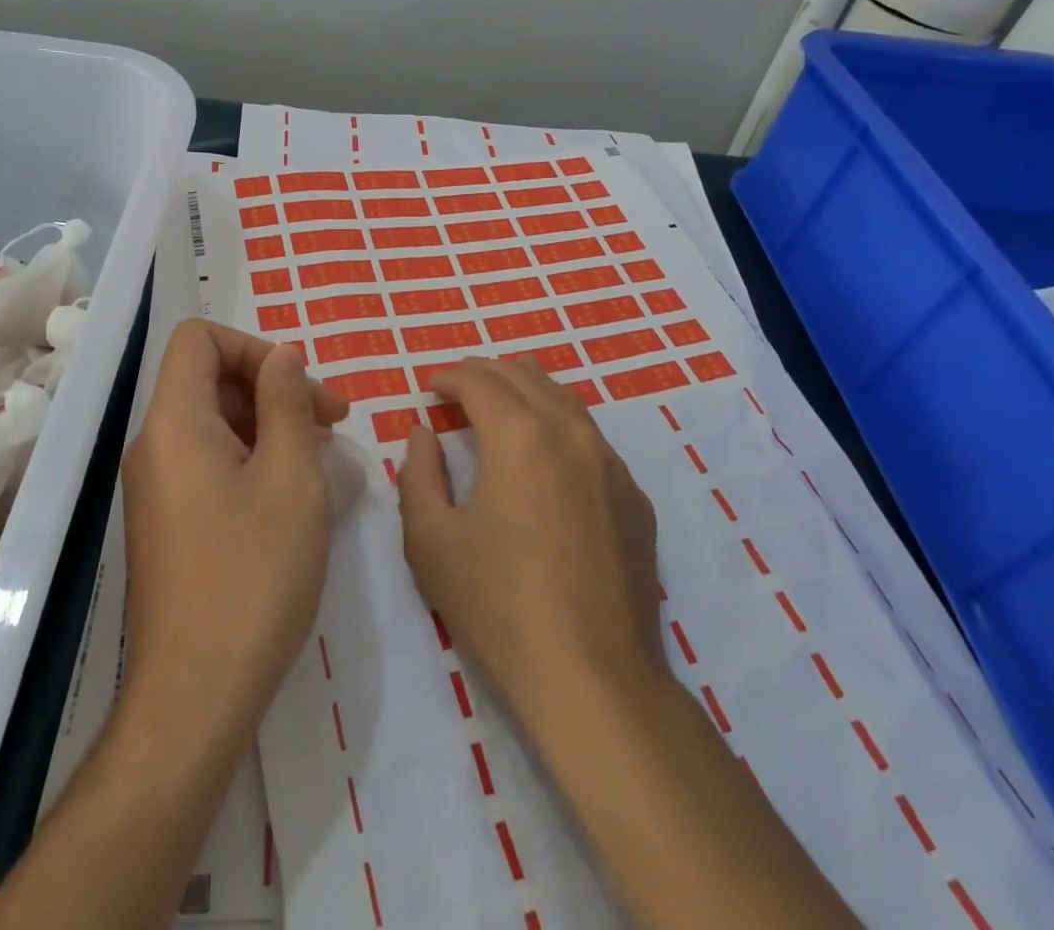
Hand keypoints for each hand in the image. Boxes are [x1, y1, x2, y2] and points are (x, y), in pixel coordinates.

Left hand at [0, 324, 350, 929]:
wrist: (194, 698)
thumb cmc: (253, 577)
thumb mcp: (291, 478)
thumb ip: (287, 402)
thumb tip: (281, 354)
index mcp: (174, 422)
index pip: (199, 339)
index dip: (253, 346)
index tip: (301, 388)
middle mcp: (154, 445)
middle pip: (208, 378)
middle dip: (273, 387)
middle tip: (333, 425)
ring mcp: (156, 486)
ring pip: (213, 421)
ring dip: (269, 424)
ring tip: (322, 459)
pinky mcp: (167, 520)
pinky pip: (208, 461)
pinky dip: (252, 458)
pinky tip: (293, 494)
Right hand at [397, 356, 662, 725]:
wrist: (594, 680)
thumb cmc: (499, 605)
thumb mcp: (430, 540)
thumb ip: (418, 474)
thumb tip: (423, 434)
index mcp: (521, 435)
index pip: (481, 380)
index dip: (450, 376)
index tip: (430, 385)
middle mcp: (572, 434)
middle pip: (526, 376)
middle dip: (487, 372)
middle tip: (459, 387)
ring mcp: (612, 465)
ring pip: (564, 401)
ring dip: (525, 392)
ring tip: (499, 407)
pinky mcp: (634, 499)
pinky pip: (591, 439)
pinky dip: (558, 427)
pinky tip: (544, 457)